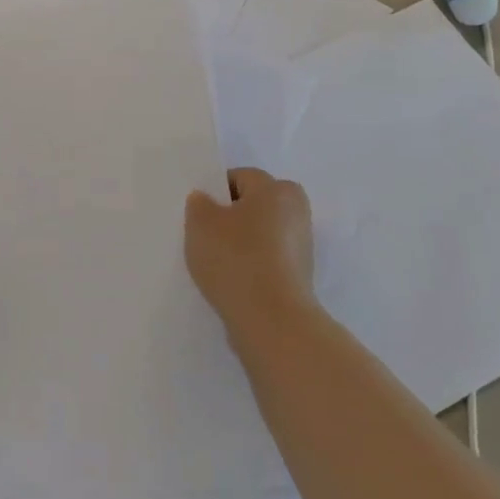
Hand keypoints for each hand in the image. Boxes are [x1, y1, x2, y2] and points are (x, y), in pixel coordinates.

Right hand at [184, 167, 314, 327]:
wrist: (270, 320)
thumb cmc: (236, 259)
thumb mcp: (201, 223)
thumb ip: (199, 204)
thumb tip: (206, 201)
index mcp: (278, 190)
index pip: (240, 177)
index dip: (215, 192)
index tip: (198, 214)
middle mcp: (297, 212)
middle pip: (254, 205)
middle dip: (230, 216)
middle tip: (204, 235)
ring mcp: (302, 247)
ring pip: (260, 234)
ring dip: (240, 243)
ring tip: (216, 262)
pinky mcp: (299, 277)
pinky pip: (267, 260)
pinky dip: (250, 266)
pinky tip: (231, 280)